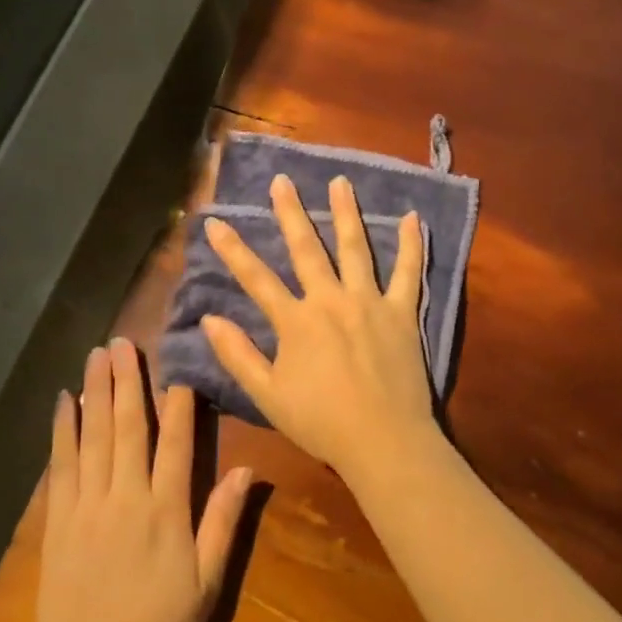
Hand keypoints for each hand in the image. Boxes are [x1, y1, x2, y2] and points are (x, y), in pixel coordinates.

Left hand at [32, 339, 252, 621]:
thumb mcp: (206, 584)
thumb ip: (223, 523)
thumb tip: (245, 470)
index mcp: (166, 511)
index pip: (174, 443)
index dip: (178, 402)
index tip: (177, 367)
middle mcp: (125, 497)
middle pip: (128, 426)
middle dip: (127, 380)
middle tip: (124, 341)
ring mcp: (87, 505)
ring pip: (94, 435)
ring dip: (96, 391)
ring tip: (97, 354)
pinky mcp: (59, 519)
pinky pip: (61, 464)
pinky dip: (63, 429)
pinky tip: (64, 401)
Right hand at [202, 174, 444, 485]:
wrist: (383, 440)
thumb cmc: (321, 422)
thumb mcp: (267, 396)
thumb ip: (238, 355)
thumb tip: (208, 318)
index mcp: (296, 321)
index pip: (255, 278)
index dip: (232, 249)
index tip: (214, 220)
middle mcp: (330, 300)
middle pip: (306, 248)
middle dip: (290, 212)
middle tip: (282, 181)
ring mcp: (369, 302)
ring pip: (355, 248)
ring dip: (345, 212)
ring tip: (340, 182)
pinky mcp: (402, 312)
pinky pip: (408, 272)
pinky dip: (412, 245)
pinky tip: (413, 218)